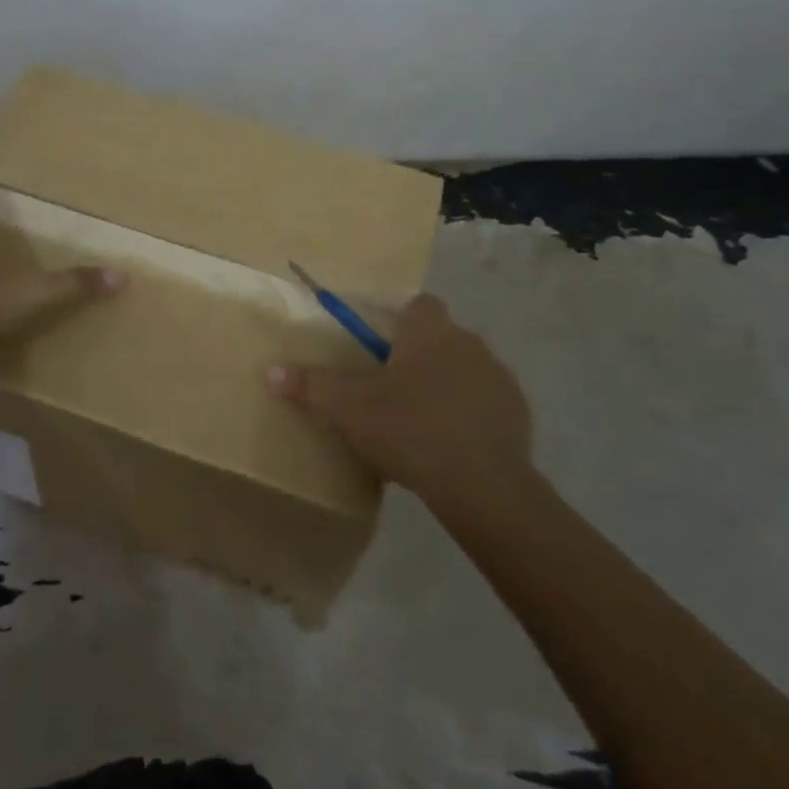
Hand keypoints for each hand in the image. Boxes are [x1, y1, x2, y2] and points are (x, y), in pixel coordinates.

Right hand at [268, 293, 532, 513]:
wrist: (481, 484)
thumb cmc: (409, 430)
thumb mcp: (348, 409)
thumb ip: (311, 386)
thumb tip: (270, 370)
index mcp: (428, 331)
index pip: (418, 304)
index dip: (400, 321)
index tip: (381, 349)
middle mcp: (468, 341)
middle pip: (440, 337)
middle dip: (420, 356)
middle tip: (393, 391)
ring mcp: (498, 376)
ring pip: (466, 369)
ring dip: (448, 385)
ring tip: (422, 421)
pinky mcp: (518, 412)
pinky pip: (487, 402)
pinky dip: (472, 415)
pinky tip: (453, 445)